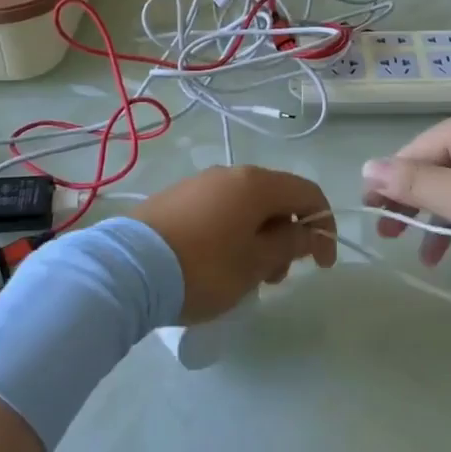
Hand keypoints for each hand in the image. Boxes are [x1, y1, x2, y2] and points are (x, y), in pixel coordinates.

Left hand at [133, 167, 336, 323]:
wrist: (126, 269)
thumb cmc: (203, 267)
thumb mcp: (255, 263)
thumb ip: (291, 244)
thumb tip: (313, 233)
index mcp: (257, 184)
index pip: (308, 193)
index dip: (324, 226)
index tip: (322, 265)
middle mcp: (231, 173)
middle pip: (276, 199)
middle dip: (288, 236)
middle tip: (276, 278)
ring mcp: (200, 183)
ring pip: (247, 206)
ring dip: (260, 238)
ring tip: (245, 277)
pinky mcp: (177, 198)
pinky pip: (220, 210)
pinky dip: (233, 233)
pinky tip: (217, 263)